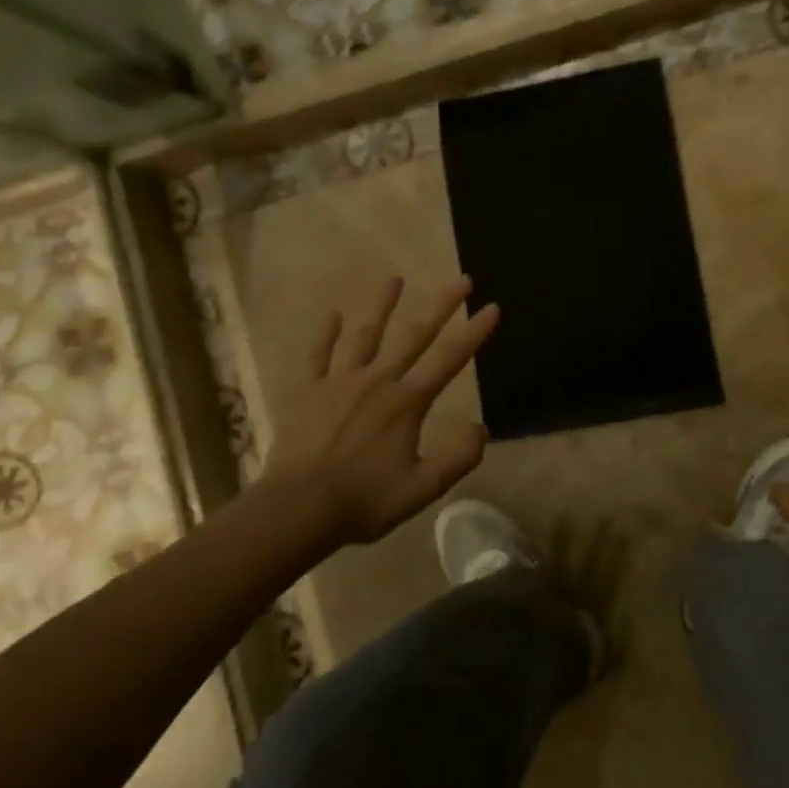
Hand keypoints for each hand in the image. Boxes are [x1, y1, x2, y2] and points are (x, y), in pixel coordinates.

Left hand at [261, 275, 499, 547]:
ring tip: (395, 278)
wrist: (297, 509)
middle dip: (441, 306)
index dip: (474, 332)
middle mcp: (379, 381)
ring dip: (383, 306)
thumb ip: (458, 458)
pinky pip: (319, 356)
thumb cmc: (363, 500)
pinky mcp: (310, 392)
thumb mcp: (422, 489)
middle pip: (415, 335)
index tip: (491, 306)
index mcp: (407, 402)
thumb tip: (481, 428)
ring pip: (367, 336)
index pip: (449, 359)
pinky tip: (333, 315)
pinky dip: (326, 334)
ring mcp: (341, 382)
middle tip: (461, 280)